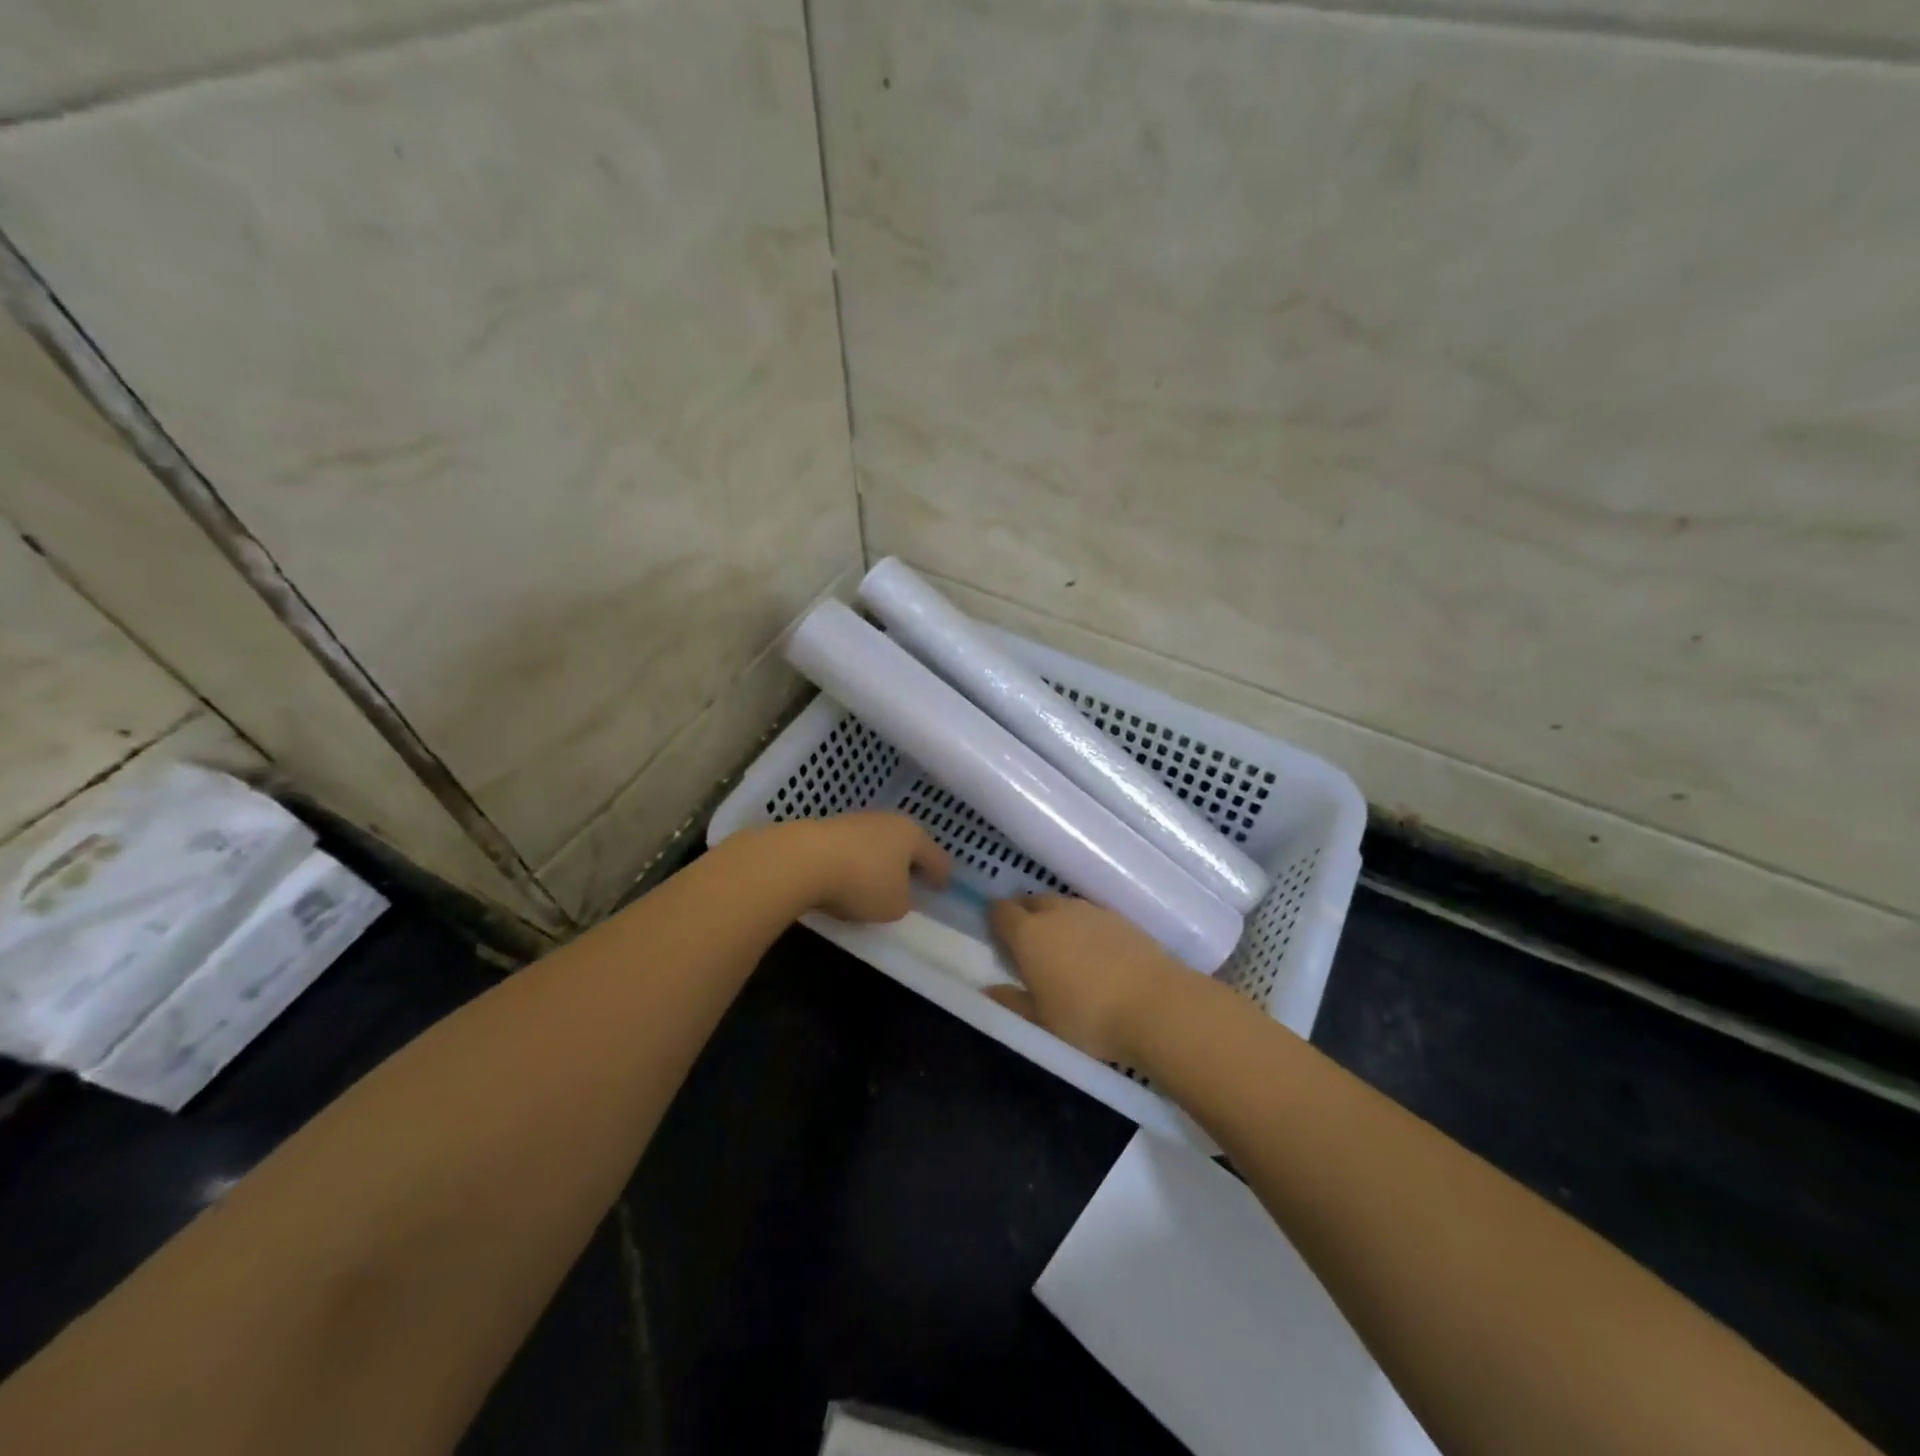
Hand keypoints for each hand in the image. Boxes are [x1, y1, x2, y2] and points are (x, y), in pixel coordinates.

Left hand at [781, 812, 949, 922]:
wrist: (802, 860)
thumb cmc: (862, 883)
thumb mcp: (894, 906)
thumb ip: (904, 901)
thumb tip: (899, 894)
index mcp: (913, 835)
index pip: (936, 856)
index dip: (941, 874)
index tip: (944, 887)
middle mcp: (888, 821)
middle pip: (907, 844)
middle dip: (911, 863)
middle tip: (915, 881)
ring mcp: (857, 821)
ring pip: (879, 843)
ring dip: (882, 861)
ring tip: (879, 882)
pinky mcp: (829, 828)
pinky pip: (854, 848)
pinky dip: (857, 862)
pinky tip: (850, 877)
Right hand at [986, 896, 1185, 1065]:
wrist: (1156, 1004)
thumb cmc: (1088, 1016)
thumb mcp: (1042, 1020)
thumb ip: (1013, 1001)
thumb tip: (989, 990)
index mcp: (1028, 934)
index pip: (1001, 911)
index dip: (995, 919)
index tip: (997, 935)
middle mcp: (1056, 912)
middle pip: (1032, 901)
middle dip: (1025, 915)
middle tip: (1028, 942)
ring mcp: (1090, 911)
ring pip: (1063, 905)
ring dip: (1056, 919)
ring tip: (1062, 947)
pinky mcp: (1120, 917)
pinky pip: (1090, 915)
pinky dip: (1084, 927)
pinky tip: (1093, 950)